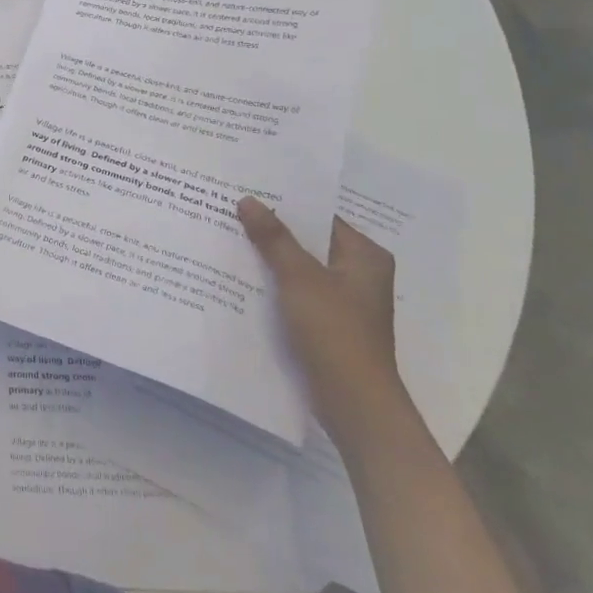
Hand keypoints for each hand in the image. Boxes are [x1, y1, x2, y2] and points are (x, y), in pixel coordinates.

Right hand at [237, 196, 413, 449]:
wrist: (353, 402)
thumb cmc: (334, 331)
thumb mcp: (299, 278)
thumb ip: (274, 238)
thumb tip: (248, 200)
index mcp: (365, 256)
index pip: (320, 216)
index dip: (285, 204)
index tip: (248, 190)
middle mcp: (358, 274)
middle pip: (308, 242)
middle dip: (272, 231)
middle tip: (230, 210)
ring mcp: (343, 301)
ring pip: (299, 268)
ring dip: (269, 258)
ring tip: (228, 237)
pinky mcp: (327, 323)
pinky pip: (296, 292)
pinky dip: (273, 284)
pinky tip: (240, 277)